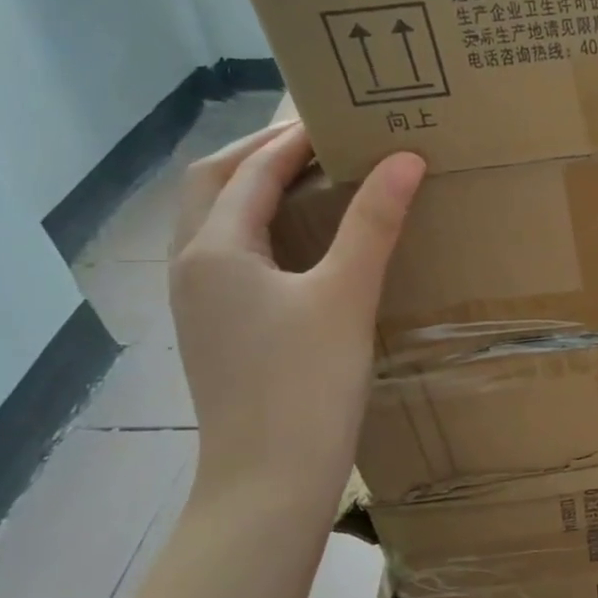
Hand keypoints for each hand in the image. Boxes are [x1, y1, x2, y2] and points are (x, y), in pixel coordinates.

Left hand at [168, 122, 425, 518]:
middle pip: (212, 186)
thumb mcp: (346, 295)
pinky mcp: (217, 331)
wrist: (268, 481)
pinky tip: (300, 244)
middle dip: (258, 153)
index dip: (292, 137)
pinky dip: (258, 228)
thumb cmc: (306, 384)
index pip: (250, 170)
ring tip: (308, 178)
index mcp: (215, 250)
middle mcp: (192, 268)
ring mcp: (199, 304)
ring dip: (253, 188)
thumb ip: (374, 222)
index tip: (338, 116)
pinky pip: (229, 255)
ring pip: (216, 222)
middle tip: (315, 138)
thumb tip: (405, 158)